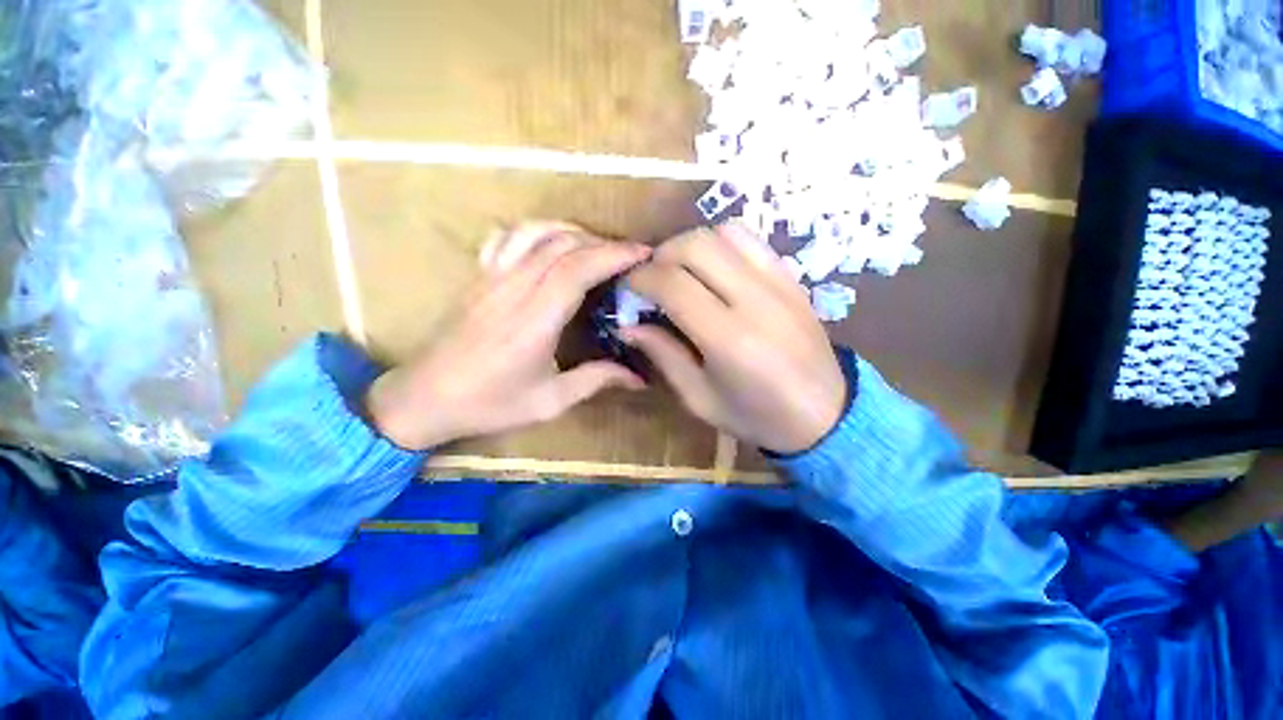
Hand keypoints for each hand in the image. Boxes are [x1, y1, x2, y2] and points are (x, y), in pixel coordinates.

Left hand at [365, 222, 649, 450]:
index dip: (614, 255)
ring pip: (535, 232)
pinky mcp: (478, 277)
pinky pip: (507, 237)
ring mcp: (491, 277)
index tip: (643, 255)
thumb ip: (596, 380)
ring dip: (572, 231)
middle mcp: (513, 289)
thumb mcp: (549, 401)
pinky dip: (536, 230)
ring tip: (596, 247)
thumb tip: (639, 377)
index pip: (578, 269)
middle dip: (603, 243)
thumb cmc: (489, 404)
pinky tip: (549, 244)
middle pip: (562, 244)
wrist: (423, 399)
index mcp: (534, 320)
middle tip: (629, 256)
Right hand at [623, 223, 846, 454]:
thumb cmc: (756, 416)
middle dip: (661, 255)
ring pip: (724, 233)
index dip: (640, 279)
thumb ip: (663, 355)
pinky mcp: (792, 278)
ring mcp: (779, 283)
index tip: (628, 288)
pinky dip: (722, 244)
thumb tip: (629, 325)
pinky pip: (751, 240)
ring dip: (691, 245)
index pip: (672, 284)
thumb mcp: (698, 398)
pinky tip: (714, 269)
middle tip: (652, 280)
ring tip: (681, 271)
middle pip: (696, 245)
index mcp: (728, 338)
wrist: (825, 414)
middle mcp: (755, 300)